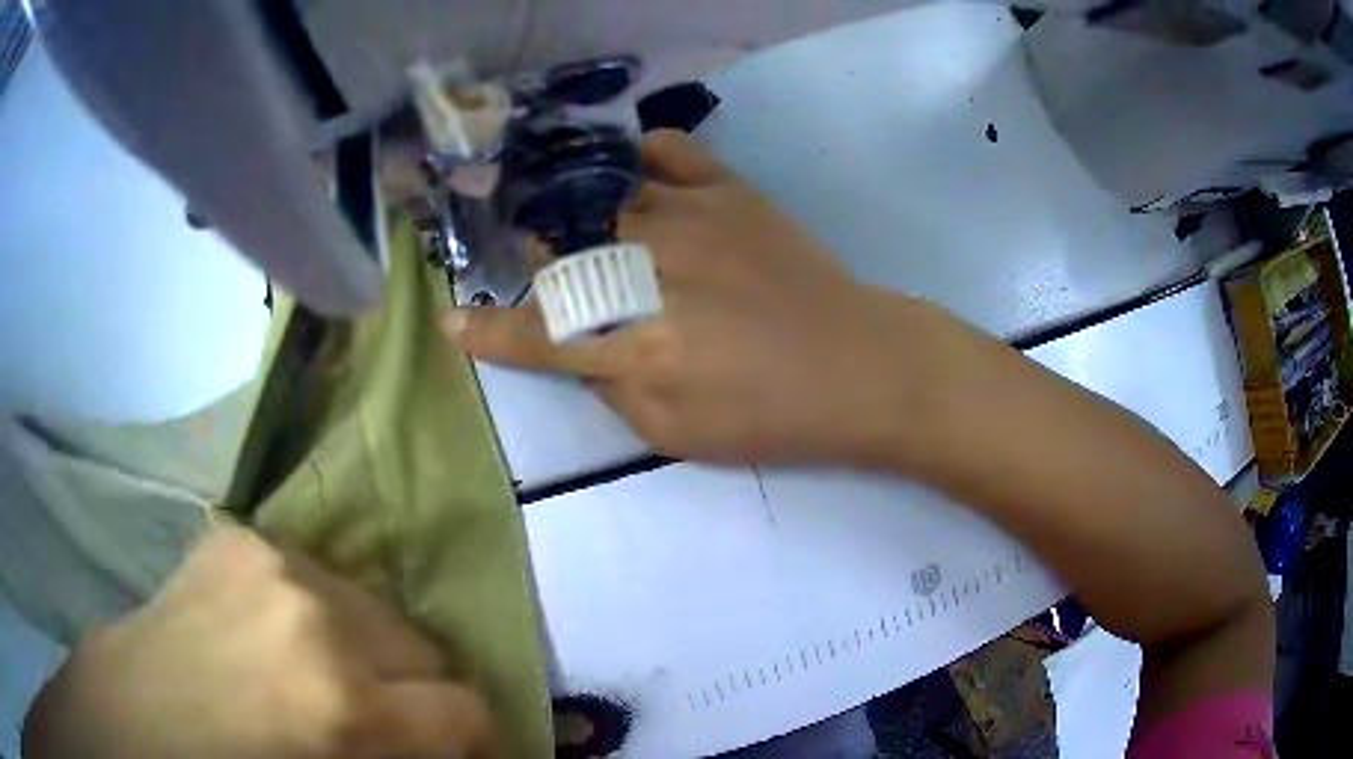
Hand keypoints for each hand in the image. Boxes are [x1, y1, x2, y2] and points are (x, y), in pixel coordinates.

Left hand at [24, 527, 488, 758]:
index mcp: (339, 703)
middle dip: (411, 691)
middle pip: (422, 646)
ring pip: (371, 605)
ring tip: (312, 673)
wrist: (133, 714)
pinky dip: (312, 611)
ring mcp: (271, 561)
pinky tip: (271, 633)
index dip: (469, 738)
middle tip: (371, 716)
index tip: (451, 750)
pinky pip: (312, 576)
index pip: (465, 708)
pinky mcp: (238, 536)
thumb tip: (451, 749)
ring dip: (361, 647)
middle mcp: (315, 617)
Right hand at [444, 130, 921, 465]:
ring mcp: (691, 218)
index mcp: (636, 345)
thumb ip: (612, 387)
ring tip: (557, 206)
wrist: (860, 366)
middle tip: (530, 259)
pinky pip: (668, 150)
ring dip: (568, 203)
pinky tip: (630, 170)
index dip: (487, 333)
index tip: (451, 321)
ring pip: (599, 193)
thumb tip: (578, 346)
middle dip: (533, 256)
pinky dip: (638, 154)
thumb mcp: (675, 435)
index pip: (537, 336)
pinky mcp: (731, 192)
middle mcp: (650, 269)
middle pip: (558, 248)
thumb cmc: (770, 416)